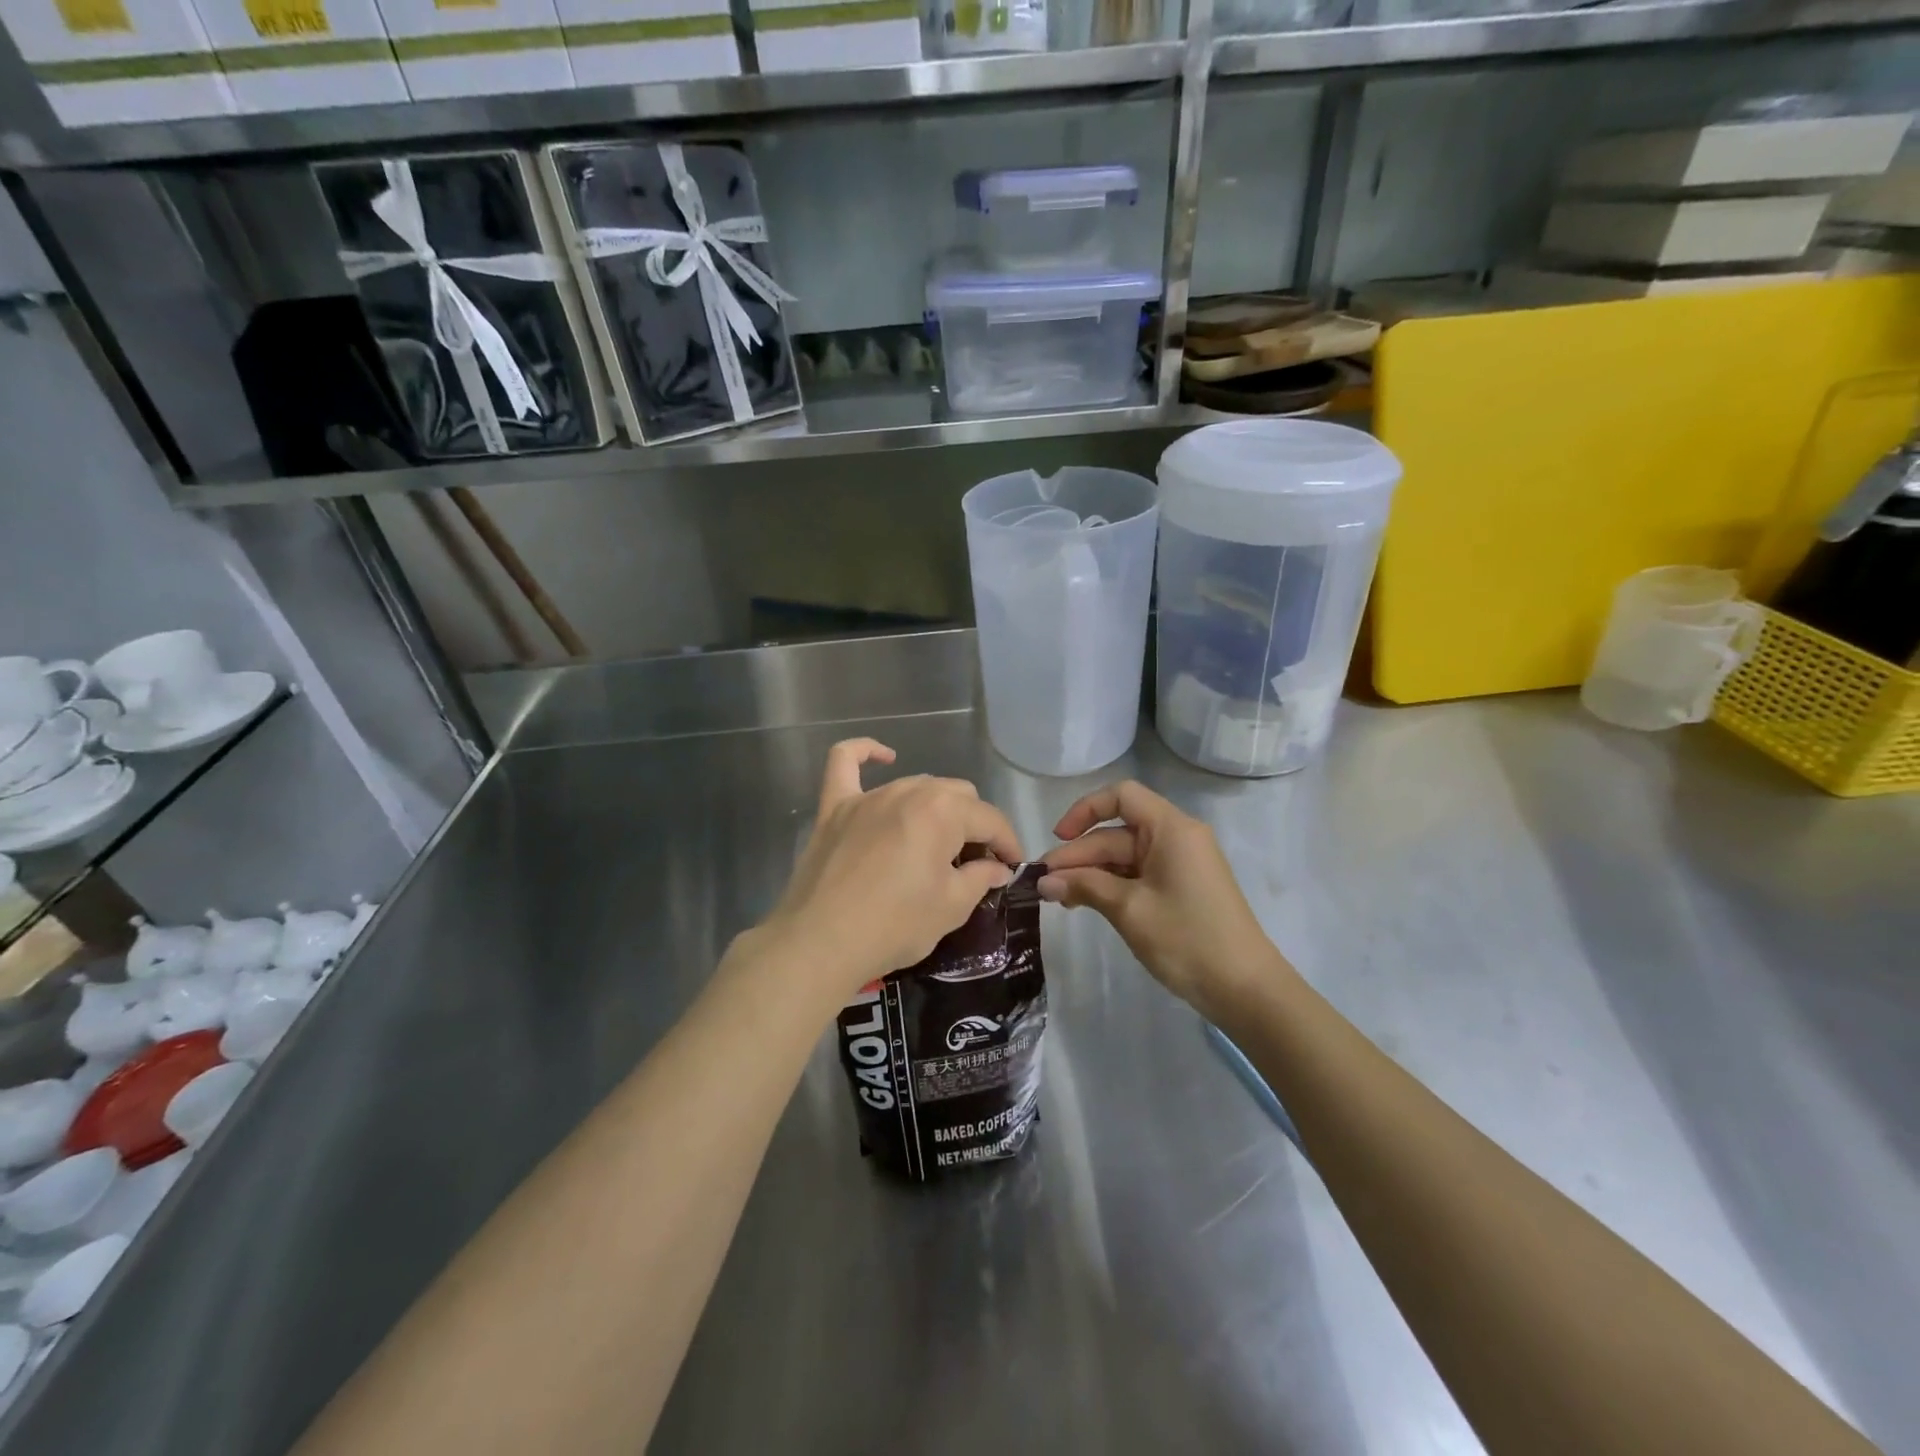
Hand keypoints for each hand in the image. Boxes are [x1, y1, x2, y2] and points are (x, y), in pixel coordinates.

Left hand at [759, 739, 1023, 1000]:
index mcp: (943, 811)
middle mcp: (908, 791)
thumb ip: (980, 878)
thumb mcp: (951, 907)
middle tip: (974, 865)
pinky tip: (884, 756)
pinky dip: (865, 753)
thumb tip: (996, 868)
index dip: (1007, 843)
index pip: (989, 819)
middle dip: (974, 826)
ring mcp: (868, 796)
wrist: (821, 943)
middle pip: (957, 796)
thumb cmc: (894, 925)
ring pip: (916, 785)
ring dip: (936, 809)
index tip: (1012, 867)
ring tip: (937, 844)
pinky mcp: (835, 808)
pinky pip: (846, 764)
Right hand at [1040, 780, 1285, 1016]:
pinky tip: (1085, 903)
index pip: (1121, 796)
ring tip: (1059, 899)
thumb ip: (1084, 887)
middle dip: (1080, 855)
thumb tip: (1043, 882)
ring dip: (1091, 873)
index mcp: (1171, 829)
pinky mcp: (1181, 888)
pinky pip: (1138, 875)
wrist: (1245, 989)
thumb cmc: (1187, 939)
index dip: (1084, 811)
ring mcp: (1181, 864)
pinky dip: (1111, 885)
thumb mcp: (1129, 909)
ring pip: (1125, 856)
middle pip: (1117, 832)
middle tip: (1043, 884)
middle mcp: (1177, 837)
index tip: (1058, 838)